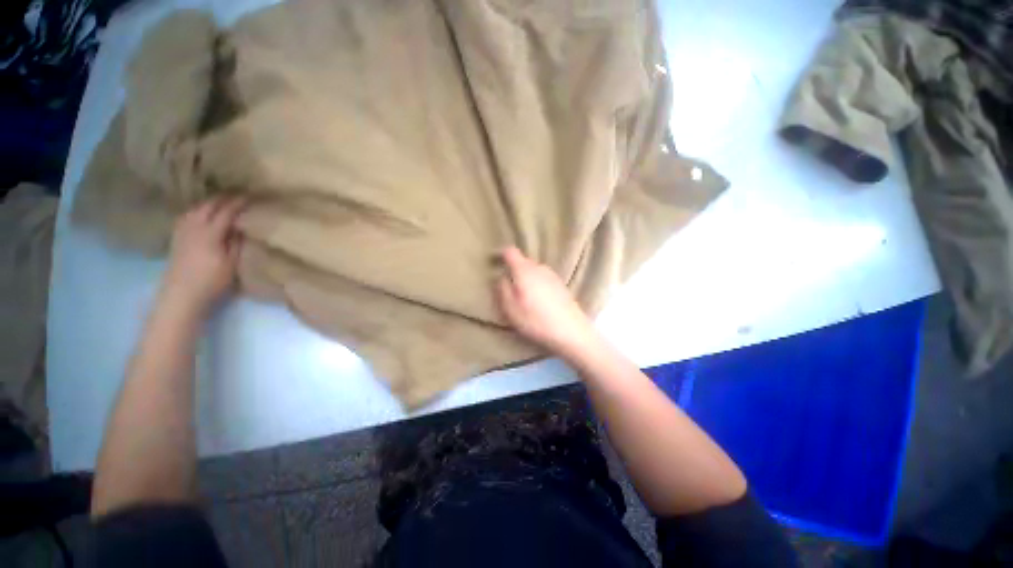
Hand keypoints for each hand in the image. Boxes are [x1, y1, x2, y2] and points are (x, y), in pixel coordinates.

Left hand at [162, 197, 245, 312]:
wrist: (181, 295)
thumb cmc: (212, 281)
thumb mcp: (232, 263)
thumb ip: (236, 242)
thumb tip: (242, 226)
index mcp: (210, 233)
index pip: (226, 212)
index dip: (239, 202)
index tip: (252, 195)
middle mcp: (194, 227)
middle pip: (209, 206)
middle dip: (224, 198)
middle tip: (239, 194)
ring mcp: (182, 231)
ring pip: (196, 208)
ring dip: (210, 202)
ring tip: (222, 200)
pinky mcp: (176, 237)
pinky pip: (187, 215)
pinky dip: (198, 209)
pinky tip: (202, 212)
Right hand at [495, 246, 598, 359]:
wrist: (571, 331)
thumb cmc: (536, 320)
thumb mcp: (511, 309)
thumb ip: (502, 289)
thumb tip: (501, 277)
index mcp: (524, 270)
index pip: (510, 251)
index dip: (500, 254)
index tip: (495, 263)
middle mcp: (539, 267)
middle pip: (523, 261)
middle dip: (513, 269)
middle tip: (508, 285)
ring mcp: (552, 275)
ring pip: (533, 270)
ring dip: (526, 278)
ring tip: (523, 295)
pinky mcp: (561, 285)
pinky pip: (543, 278)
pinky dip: (537, 284)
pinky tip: (538, 300)